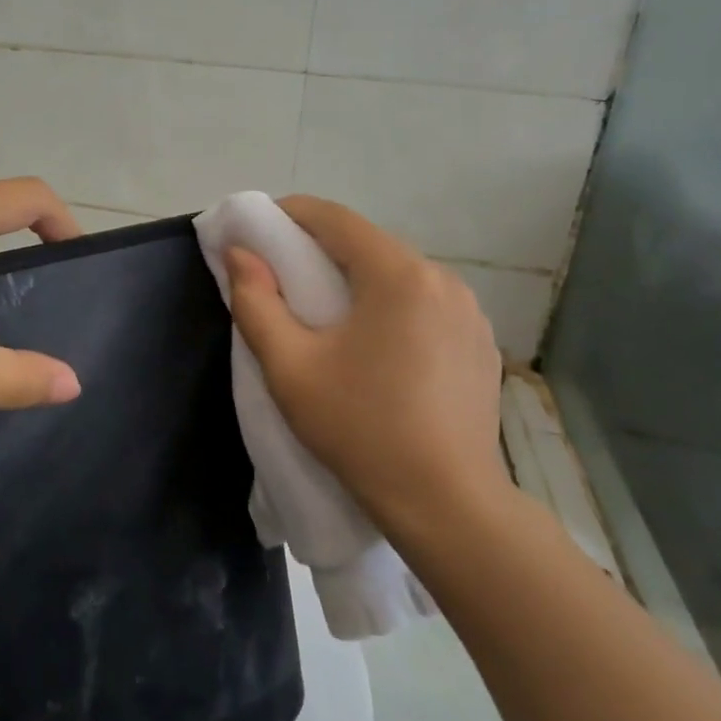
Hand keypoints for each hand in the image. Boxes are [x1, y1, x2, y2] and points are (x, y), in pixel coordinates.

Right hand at [224, 196, 509, 544]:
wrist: (448, 505)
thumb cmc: (360, 429)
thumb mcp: (289, 367)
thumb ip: (255, 301)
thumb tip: (240, 253)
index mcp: (398, 275)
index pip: (335, 218)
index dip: (289, 214)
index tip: (256, 231)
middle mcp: (442, 279)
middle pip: (368, 243)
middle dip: (319, 249)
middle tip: (281, 276)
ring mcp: (470, 311)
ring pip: (397, 273)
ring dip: (357, 278)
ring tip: (326, 315)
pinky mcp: (480, 342)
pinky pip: (423, 303)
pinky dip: (390, 305)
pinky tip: (375, 346)